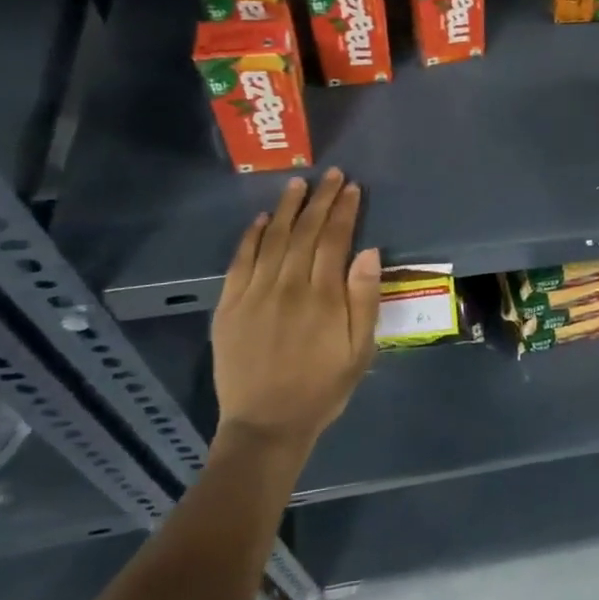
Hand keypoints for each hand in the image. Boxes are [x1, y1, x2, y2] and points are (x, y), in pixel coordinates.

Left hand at [211, 170, 381, 457]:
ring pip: (273, 239)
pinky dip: (252, 236)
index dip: (345, 210)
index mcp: (323, 296)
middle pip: (306, 232)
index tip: (352, 187)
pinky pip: (240, 262)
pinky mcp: (229, 306)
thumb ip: (364, 299)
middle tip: (332, 175)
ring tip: (299, 184)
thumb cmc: (324, 387)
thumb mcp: (360, 350)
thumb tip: (369, 252)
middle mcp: (288, 286)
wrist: (267, 424)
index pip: (335, 239)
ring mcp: (254, 294)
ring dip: (288, 208)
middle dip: (321, 200)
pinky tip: (263, 219)